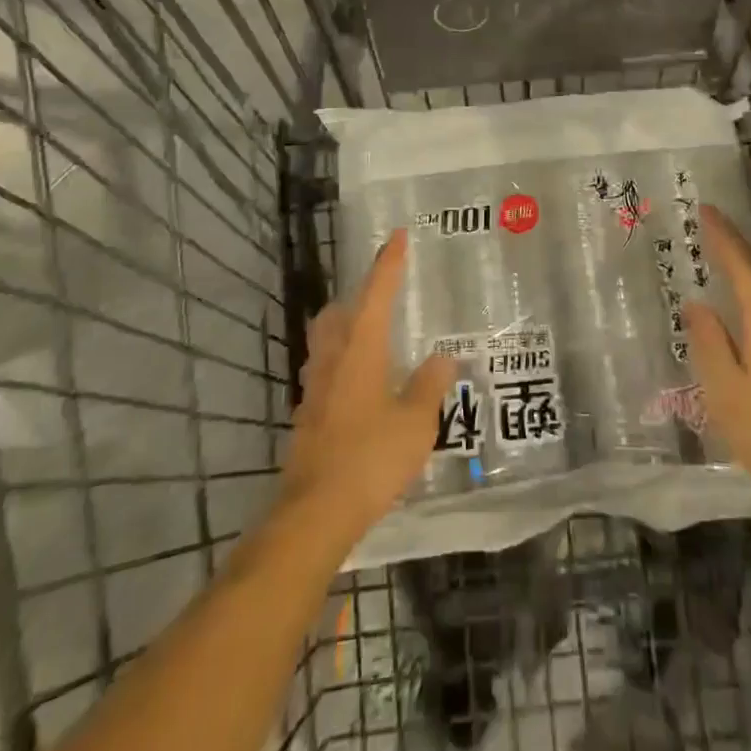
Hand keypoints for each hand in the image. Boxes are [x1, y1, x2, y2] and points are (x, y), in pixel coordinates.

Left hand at [284, 230, 454, 532]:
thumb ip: (430, 386)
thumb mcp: (416, 422)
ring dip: (347, 329)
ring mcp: (314, 388)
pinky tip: (362, 387)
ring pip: (327, 341)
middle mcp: (333, 359)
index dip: (388, 264)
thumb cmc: (370, 458)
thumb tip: (443, 358)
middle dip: (359, 297)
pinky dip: (343, 364)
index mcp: (360, 349)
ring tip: (374, 338)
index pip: (376, 293)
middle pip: (338, 313)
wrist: (315, 513)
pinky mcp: (307, 415)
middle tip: (383, 296)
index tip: (398, 237)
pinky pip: (325, 372)